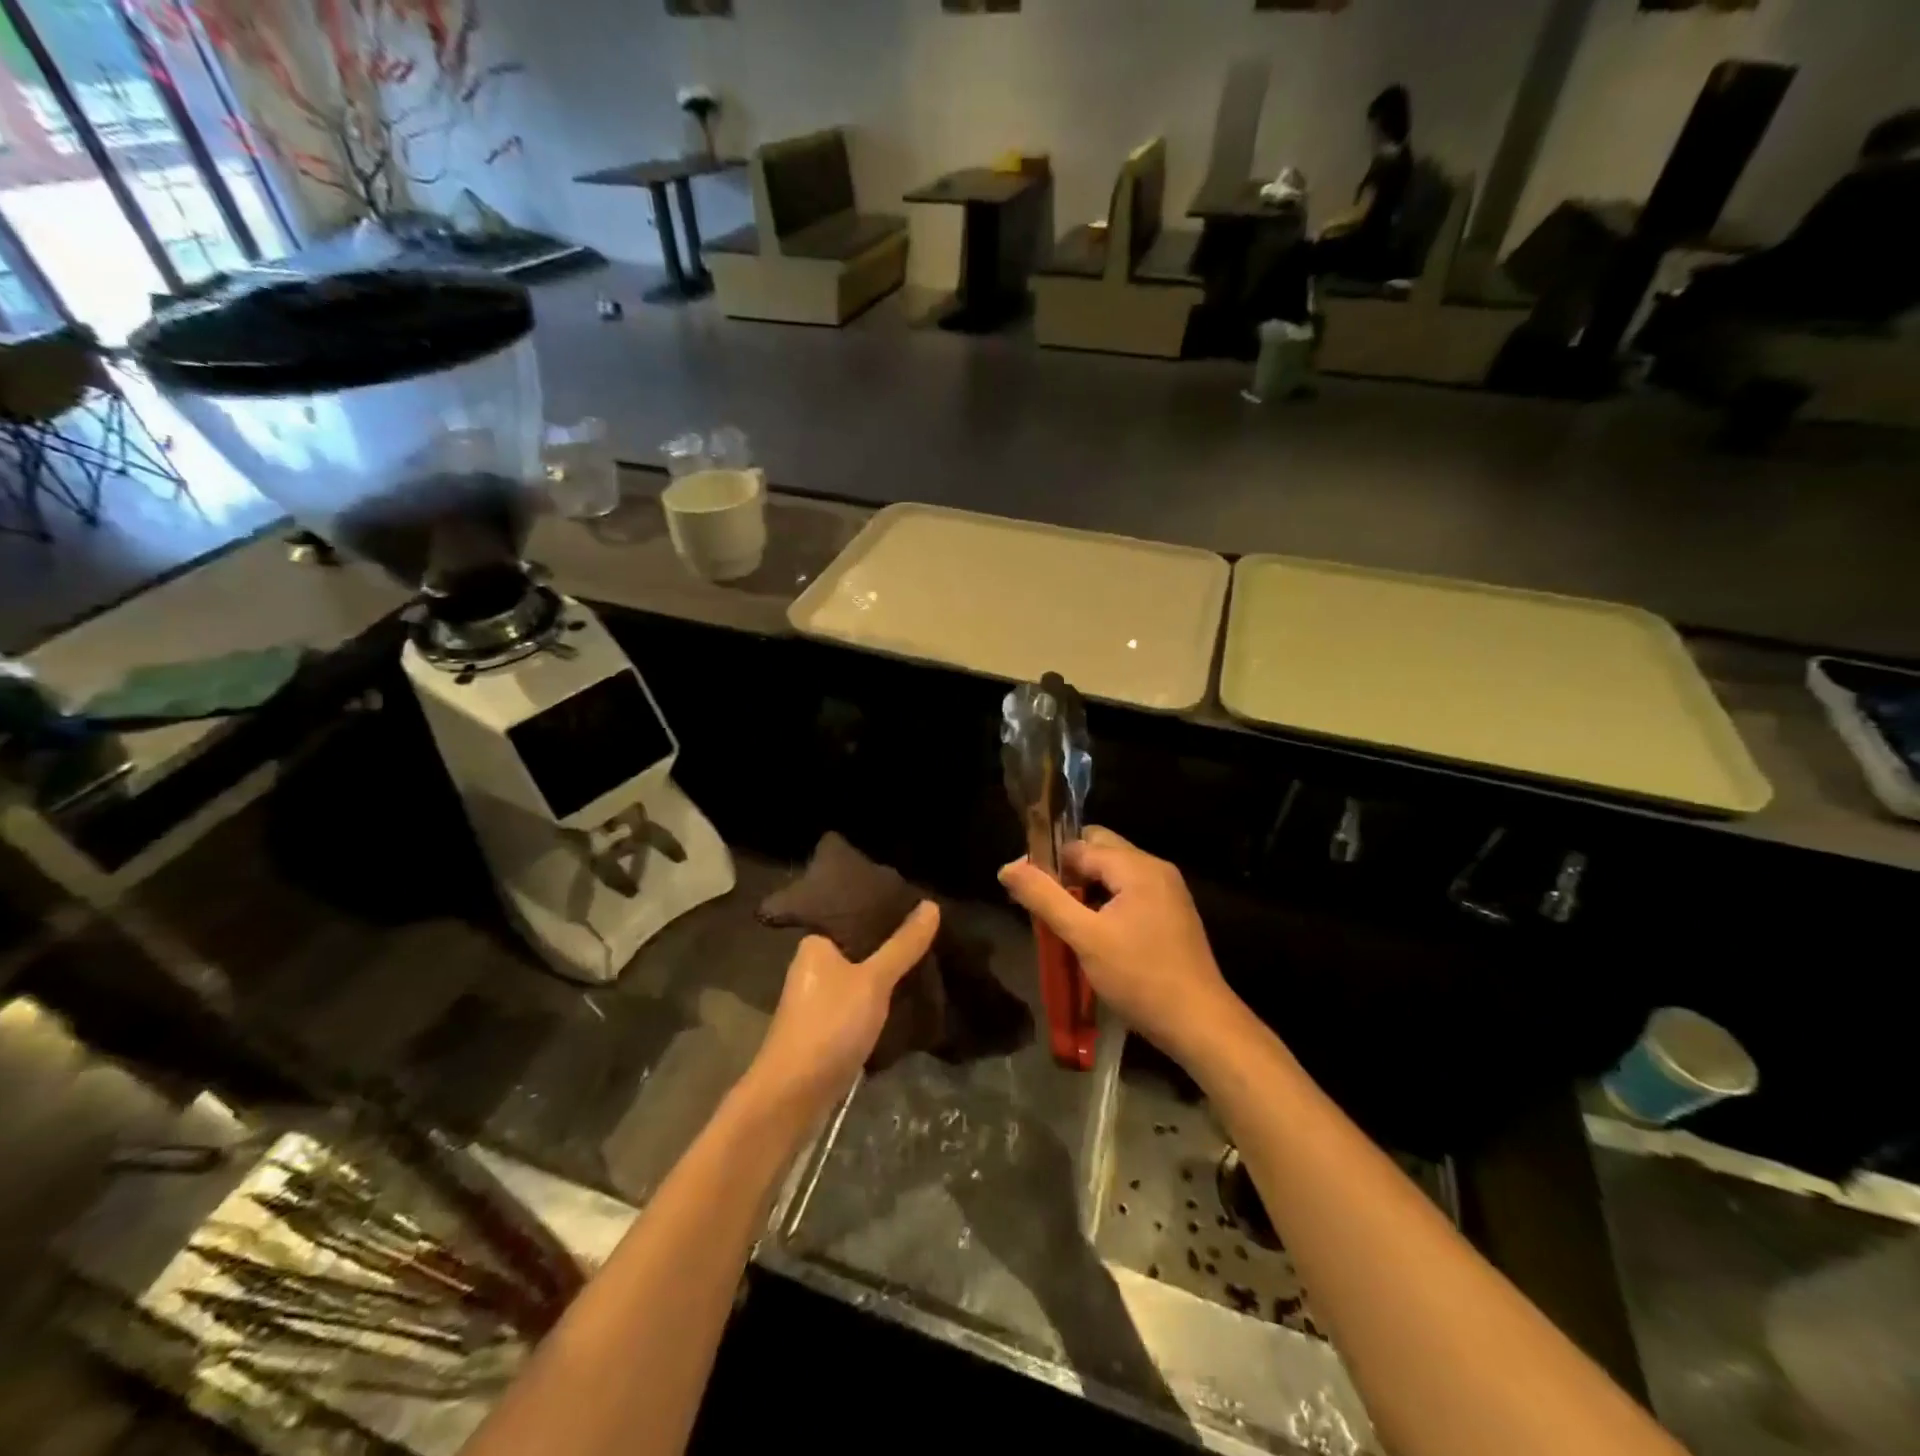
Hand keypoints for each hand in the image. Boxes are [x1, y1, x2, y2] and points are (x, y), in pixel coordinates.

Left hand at [746, 901, 939, 1113]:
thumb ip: (902, 945)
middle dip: (894, 943)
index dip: (888, 908)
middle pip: (862, 945)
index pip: (857, 913)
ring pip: (864, 975)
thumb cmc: (829, 1026)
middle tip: (934, 932)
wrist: (793, 1096)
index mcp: (816, 943)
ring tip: (930, 960)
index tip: (923, 903)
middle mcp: (814, 965)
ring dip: (890, 972)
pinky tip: (910, 995)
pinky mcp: (828, 1026)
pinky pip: (862, 1000)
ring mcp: (820, 998)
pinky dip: (883, 998)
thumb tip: (931, 904)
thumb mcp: (873, 981)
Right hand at [1000, 828, 1237, 1058]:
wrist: (1199, 1023)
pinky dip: (1107, 902)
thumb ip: (1044, 898)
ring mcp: (1168, 890)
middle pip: (1099, 851)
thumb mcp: (1084, 937)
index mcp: (1137, 866)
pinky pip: (1130, 892)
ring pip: (1114, 873)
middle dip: (1068, 873)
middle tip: (1046, 906)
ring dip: (1087, 889)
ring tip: (1065, 922)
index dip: (1048, 863)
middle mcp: (1155, 868)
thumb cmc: (1139, 977)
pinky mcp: (1172, 913)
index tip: (1026, 891)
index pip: (1079, 844)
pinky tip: (1094, 932)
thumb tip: (1007, 867)